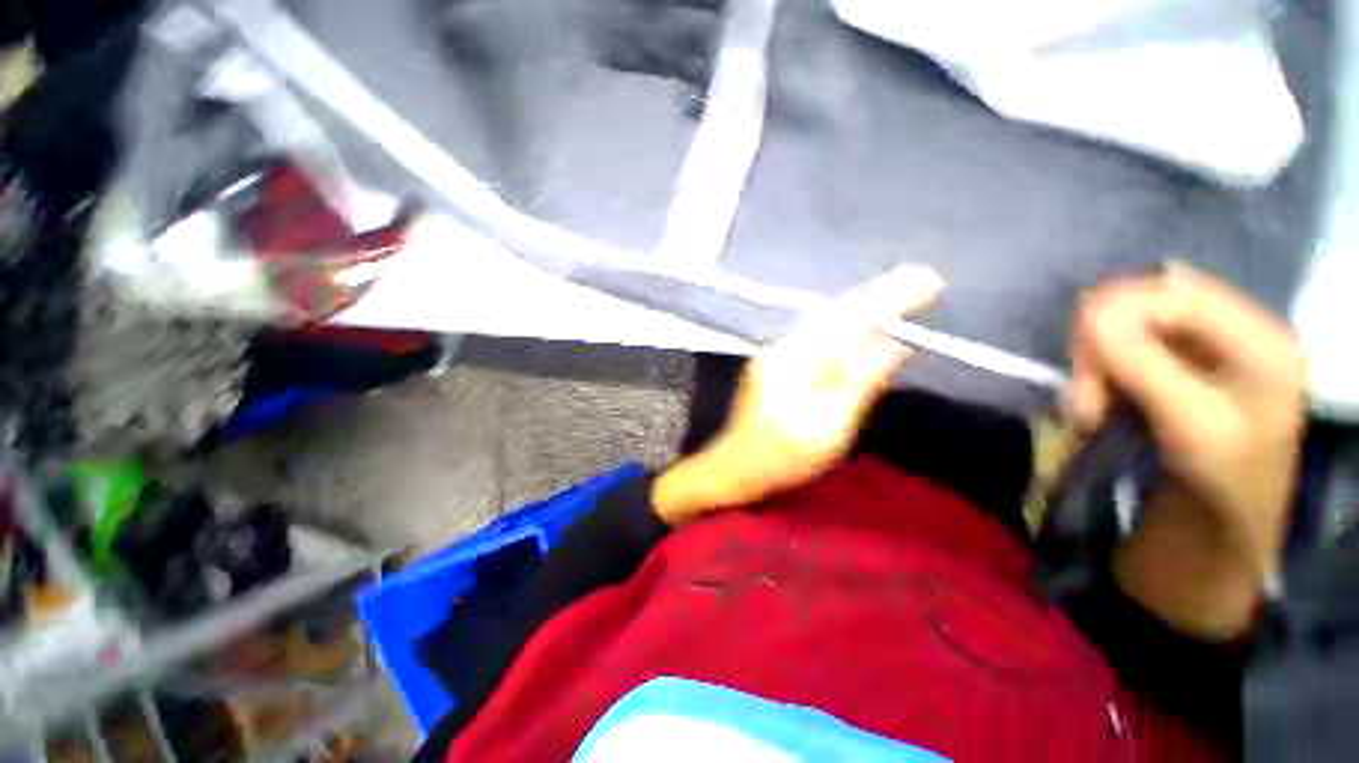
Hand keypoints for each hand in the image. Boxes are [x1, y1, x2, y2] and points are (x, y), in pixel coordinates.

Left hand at [653, 266, 943, 524]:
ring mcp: (777, 355)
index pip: (846, 316)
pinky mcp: (777, 367)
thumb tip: (895, 345)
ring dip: (862, 310)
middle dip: (878, 295)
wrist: (735, 468)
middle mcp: (783, 346)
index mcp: (794, 357)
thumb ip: (860, 382)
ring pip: (826, 324)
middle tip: (922, 282)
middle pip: (836, 313)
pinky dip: (845, 331)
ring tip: (900, 297)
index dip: (887, 296)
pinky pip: (818, 339)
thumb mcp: (828, 426)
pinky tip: (861, 332)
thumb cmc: (782, 456)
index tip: (928, 280)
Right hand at [1072, 263, 1306, 635]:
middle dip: (1103, 347)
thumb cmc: (1224, 481)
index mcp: (1257, 336)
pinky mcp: (1179, 370)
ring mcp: (1204, 351)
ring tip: (1087, 410)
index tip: (1077, 358)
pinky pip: (1126, 352)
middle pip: (1148, 306)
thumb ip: (1143, 361)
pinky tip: (1098, 403)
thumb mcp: (1190, 422)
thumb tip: (1086, 309)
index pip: (1173, 291)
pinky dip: (1101, 374)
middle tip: (1084, 399)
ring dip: (1096, 366)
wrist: (1225, 529)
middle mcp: (1231, 331)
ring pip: (1128, 329)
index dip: (1117, 312)